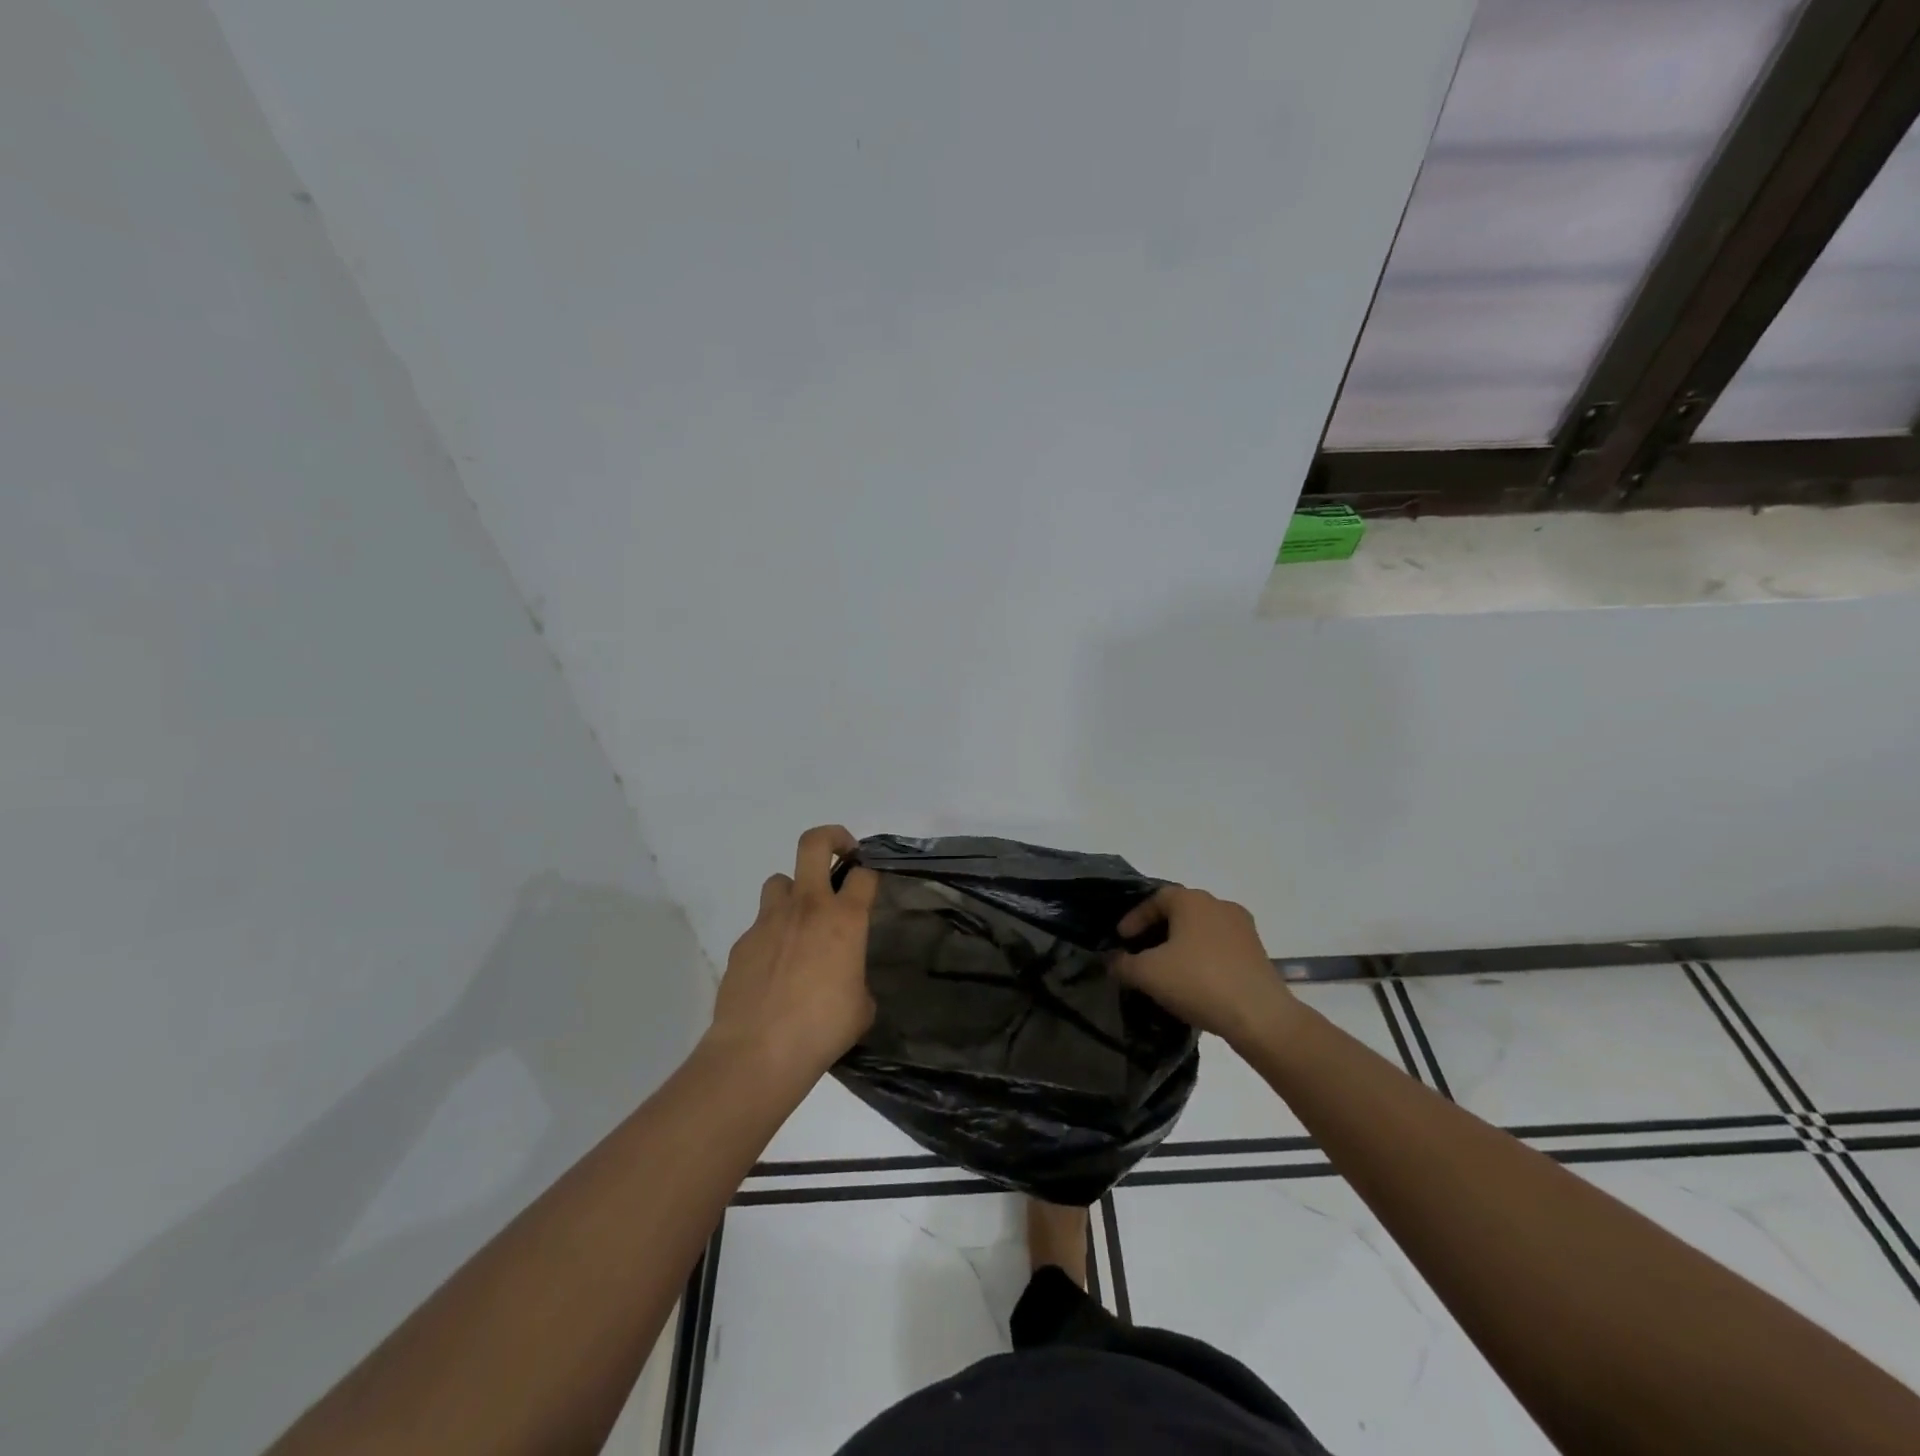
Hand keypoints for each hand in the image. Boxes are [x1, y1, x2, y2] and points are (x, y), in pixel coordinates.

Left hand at [705, 825, 879, 1080]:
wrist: (758, 1052)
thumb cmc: (822, 1029)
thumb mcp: (861, 1007)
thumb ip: (857, 979)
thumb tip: (847, 981)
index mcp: (844, 919)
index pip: (864, 874)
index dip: (871, 872)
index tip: (871, 881)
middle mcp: (807, 907)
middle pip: (813, 844)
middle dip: (832, 838)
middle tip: (841, 855)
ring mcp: (769, 921)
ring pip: (780, 880)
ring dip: (794, 892)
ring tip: (800, 921)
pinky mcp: (742, 941)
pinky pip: (760, 924)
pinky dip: (771, 934)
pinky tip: (775, 968)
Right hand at [1110, 886, 1295, 1045]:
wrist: (1260, 1016)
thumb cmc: (1198, 982)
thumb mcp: (1148, 974)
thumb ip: (1123, 964)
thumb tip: (1112, 961)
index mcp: (1192, 900)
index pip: (1155, 899)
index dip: (1134, 918)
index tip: (1122, 940)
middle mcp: (1219, 905)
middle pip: (1180, 912)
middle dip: (1158, 930)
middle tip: (1142, 952)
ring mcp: (1243, 928)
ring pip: (1202, 930)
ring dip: (1182, 945)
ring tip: (1167, 969)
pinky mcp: (1258, 953)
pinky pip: (1220, 948)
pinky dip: (1203, 958)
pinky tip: (1195, 982)